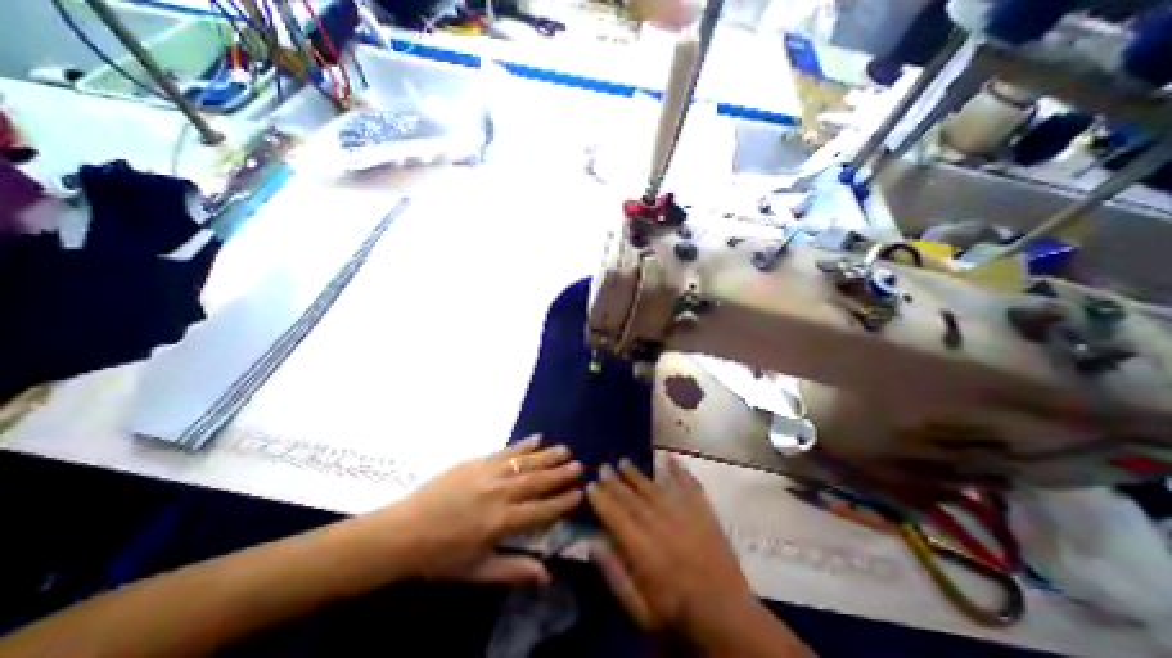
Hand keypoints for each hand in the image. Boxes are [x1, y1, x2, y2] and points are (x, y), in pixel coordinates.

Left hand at [387, 436, 582, 586]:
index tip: (580, 493)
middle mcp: (501, 493)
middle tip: (580, 466)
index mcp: (502, 522)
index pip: (542, 510)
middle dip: (561, 474)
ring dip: (548, 456)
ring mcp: (489, 473)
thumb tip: (547, 575)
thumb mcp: (477, 572)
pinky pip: (506, 450)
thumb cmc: (441, 557)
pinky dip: (524, 444)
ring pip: (526, 463)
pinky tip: (537, 438)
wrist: (404, 531)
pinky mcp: (477, 461)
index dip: (563, 502)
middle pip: (538, 482)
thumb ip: (514, 570)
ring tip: (565, 449)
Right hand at [587, 459, 760, 640]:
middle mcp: (660, 525)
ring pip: (654, 489)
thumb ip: (614, 575)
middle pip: (631, 499)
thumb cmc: (678, 618)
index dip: (601, 500)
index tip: (590, 485)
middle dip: (614, 482)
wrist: (728, 619)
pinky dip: (679, 471)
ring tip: (624, 461)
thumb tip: (593, 543)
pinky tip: (670, 457)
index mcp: (642, 550)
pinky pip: (689, 486)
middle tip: (603, 467)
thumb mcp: (639, 611)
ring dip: (637, 475)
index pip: (615, 516)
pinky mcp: (703, 513)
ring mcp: (683, 516)